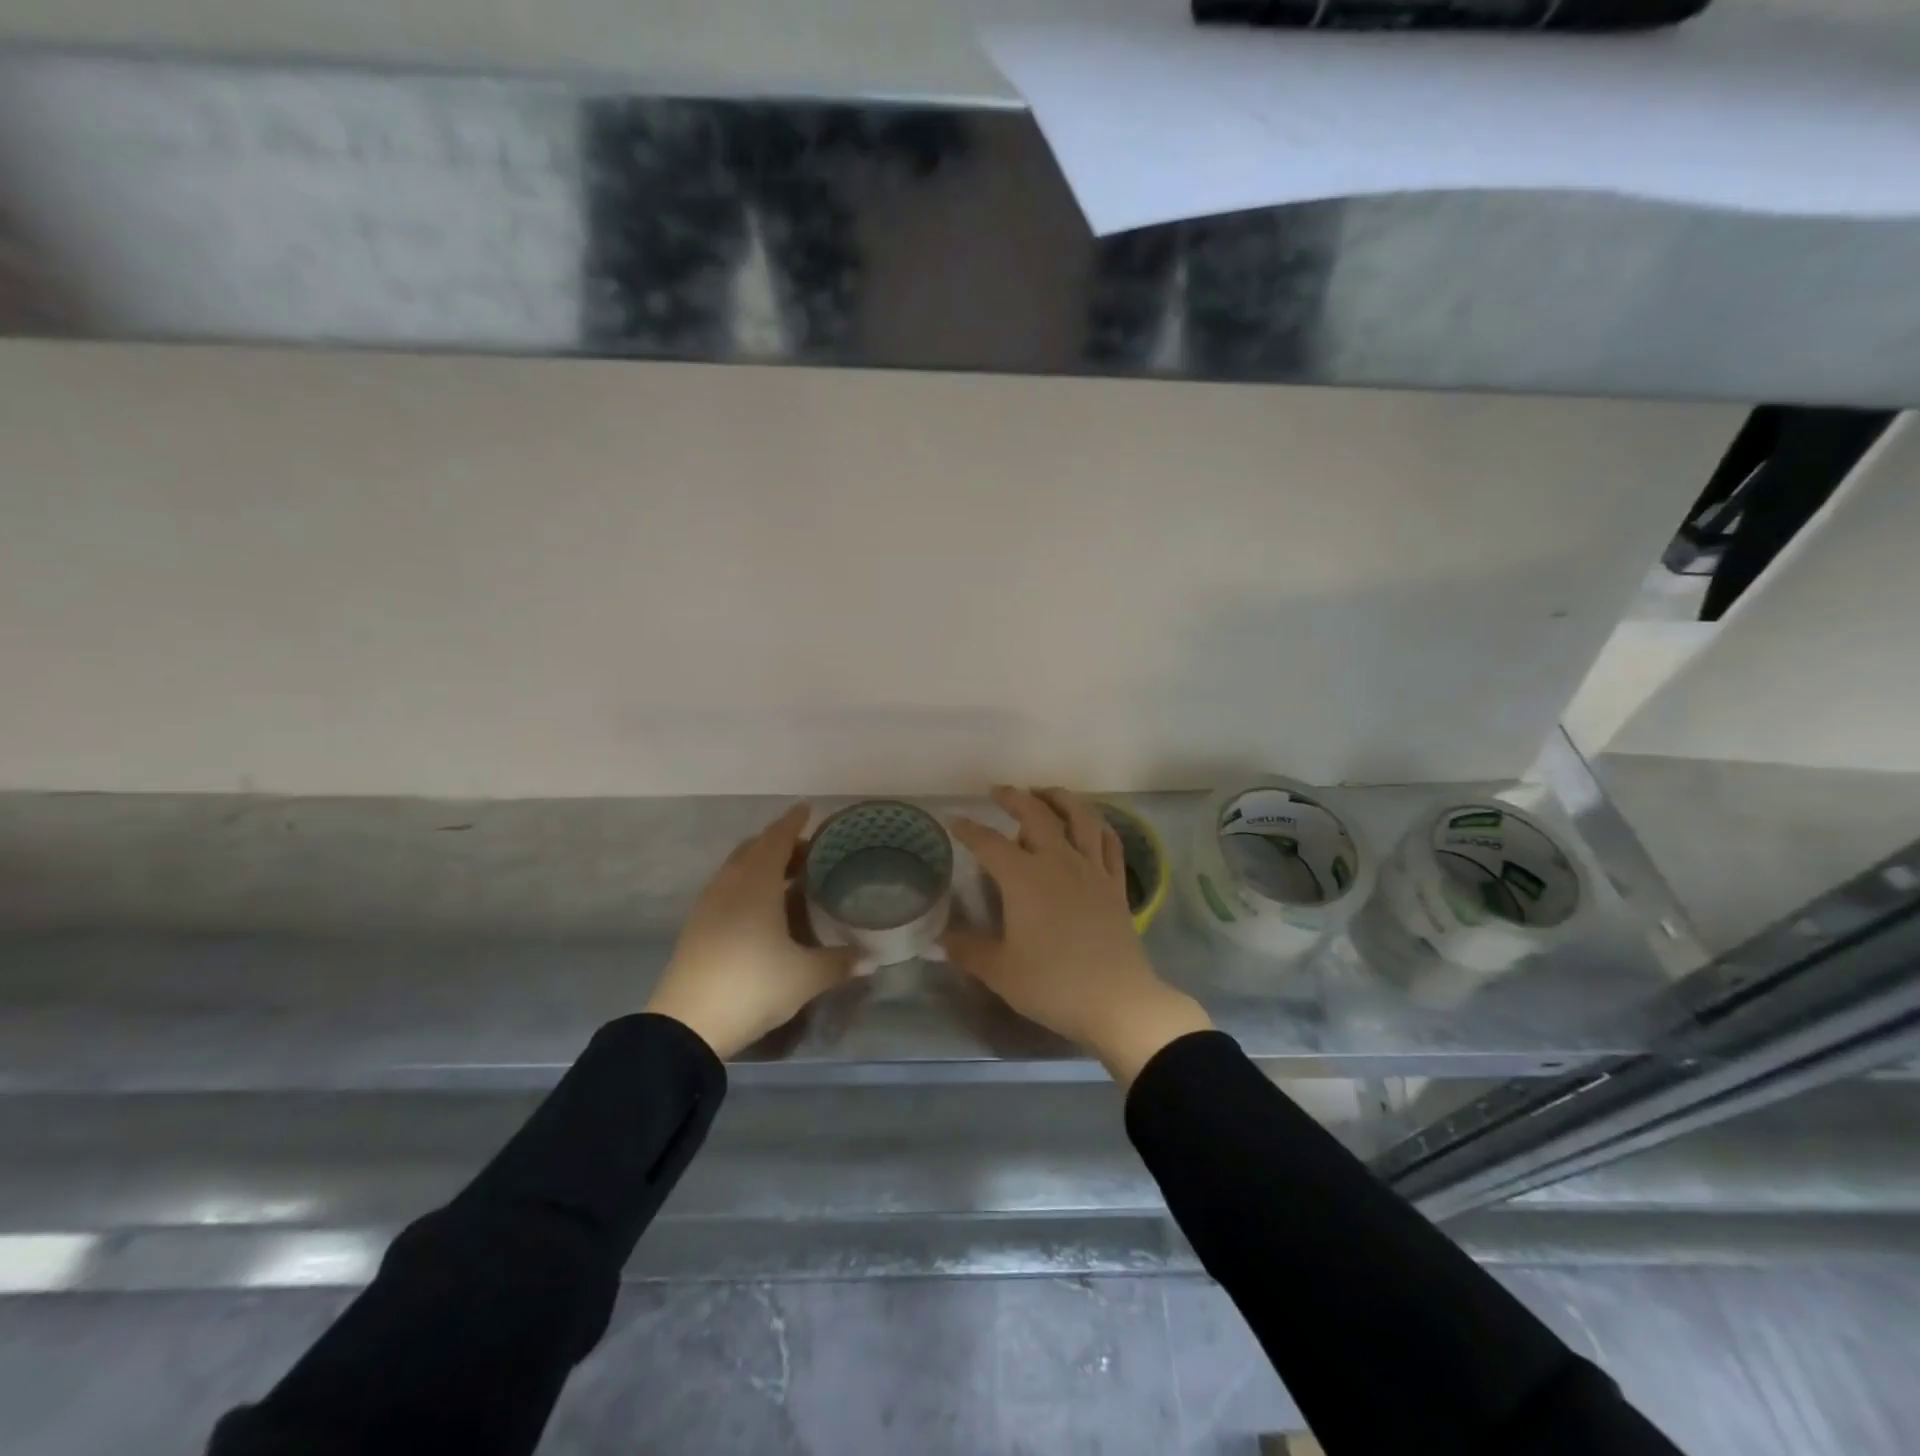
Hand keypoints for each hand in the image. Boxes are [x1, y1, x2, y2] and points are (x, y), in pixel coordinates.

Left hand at [645, 803, 855, 1058]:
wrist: (687, 1025)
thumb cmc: (753, 985)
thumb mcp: (805, 977)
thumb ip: (839, 963)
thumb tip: (872, 959)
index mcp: (757, 882)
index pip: (778, 839)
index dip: (794, 822)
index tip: (807, 808)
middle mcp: (730, 884)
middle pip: (755, 848)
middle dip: (780, 843)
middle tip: (809, 851)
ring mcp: (709, 904)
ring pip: (737, 868)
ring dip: (762, 863)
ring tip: (789, 877)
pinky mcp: (697, 926)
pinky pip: (727, 888)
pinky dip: (747, 883)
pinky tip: (762, 907)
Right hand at [944, 787, 1212, 1084]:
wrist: (1116, 1001)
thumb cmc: (1052, 984)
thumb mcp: (1000, 971)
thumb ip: (968, 950)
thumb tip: (939, 939)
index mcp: (1024, 878)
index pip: (989, 843)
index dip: (969, 830)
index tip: (955, 820)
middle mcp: (1058, 861)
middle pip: (1036, 815)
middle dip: (1015, 798)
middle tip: (999, 792)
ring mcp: (1092, 869)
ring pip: (1080, 817)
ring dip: (1060, 798)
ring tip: (1046, 793)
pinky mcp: (1116, 884)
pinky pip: (1109, 842)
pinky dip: (1098, 825)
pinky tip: (1091, 823)